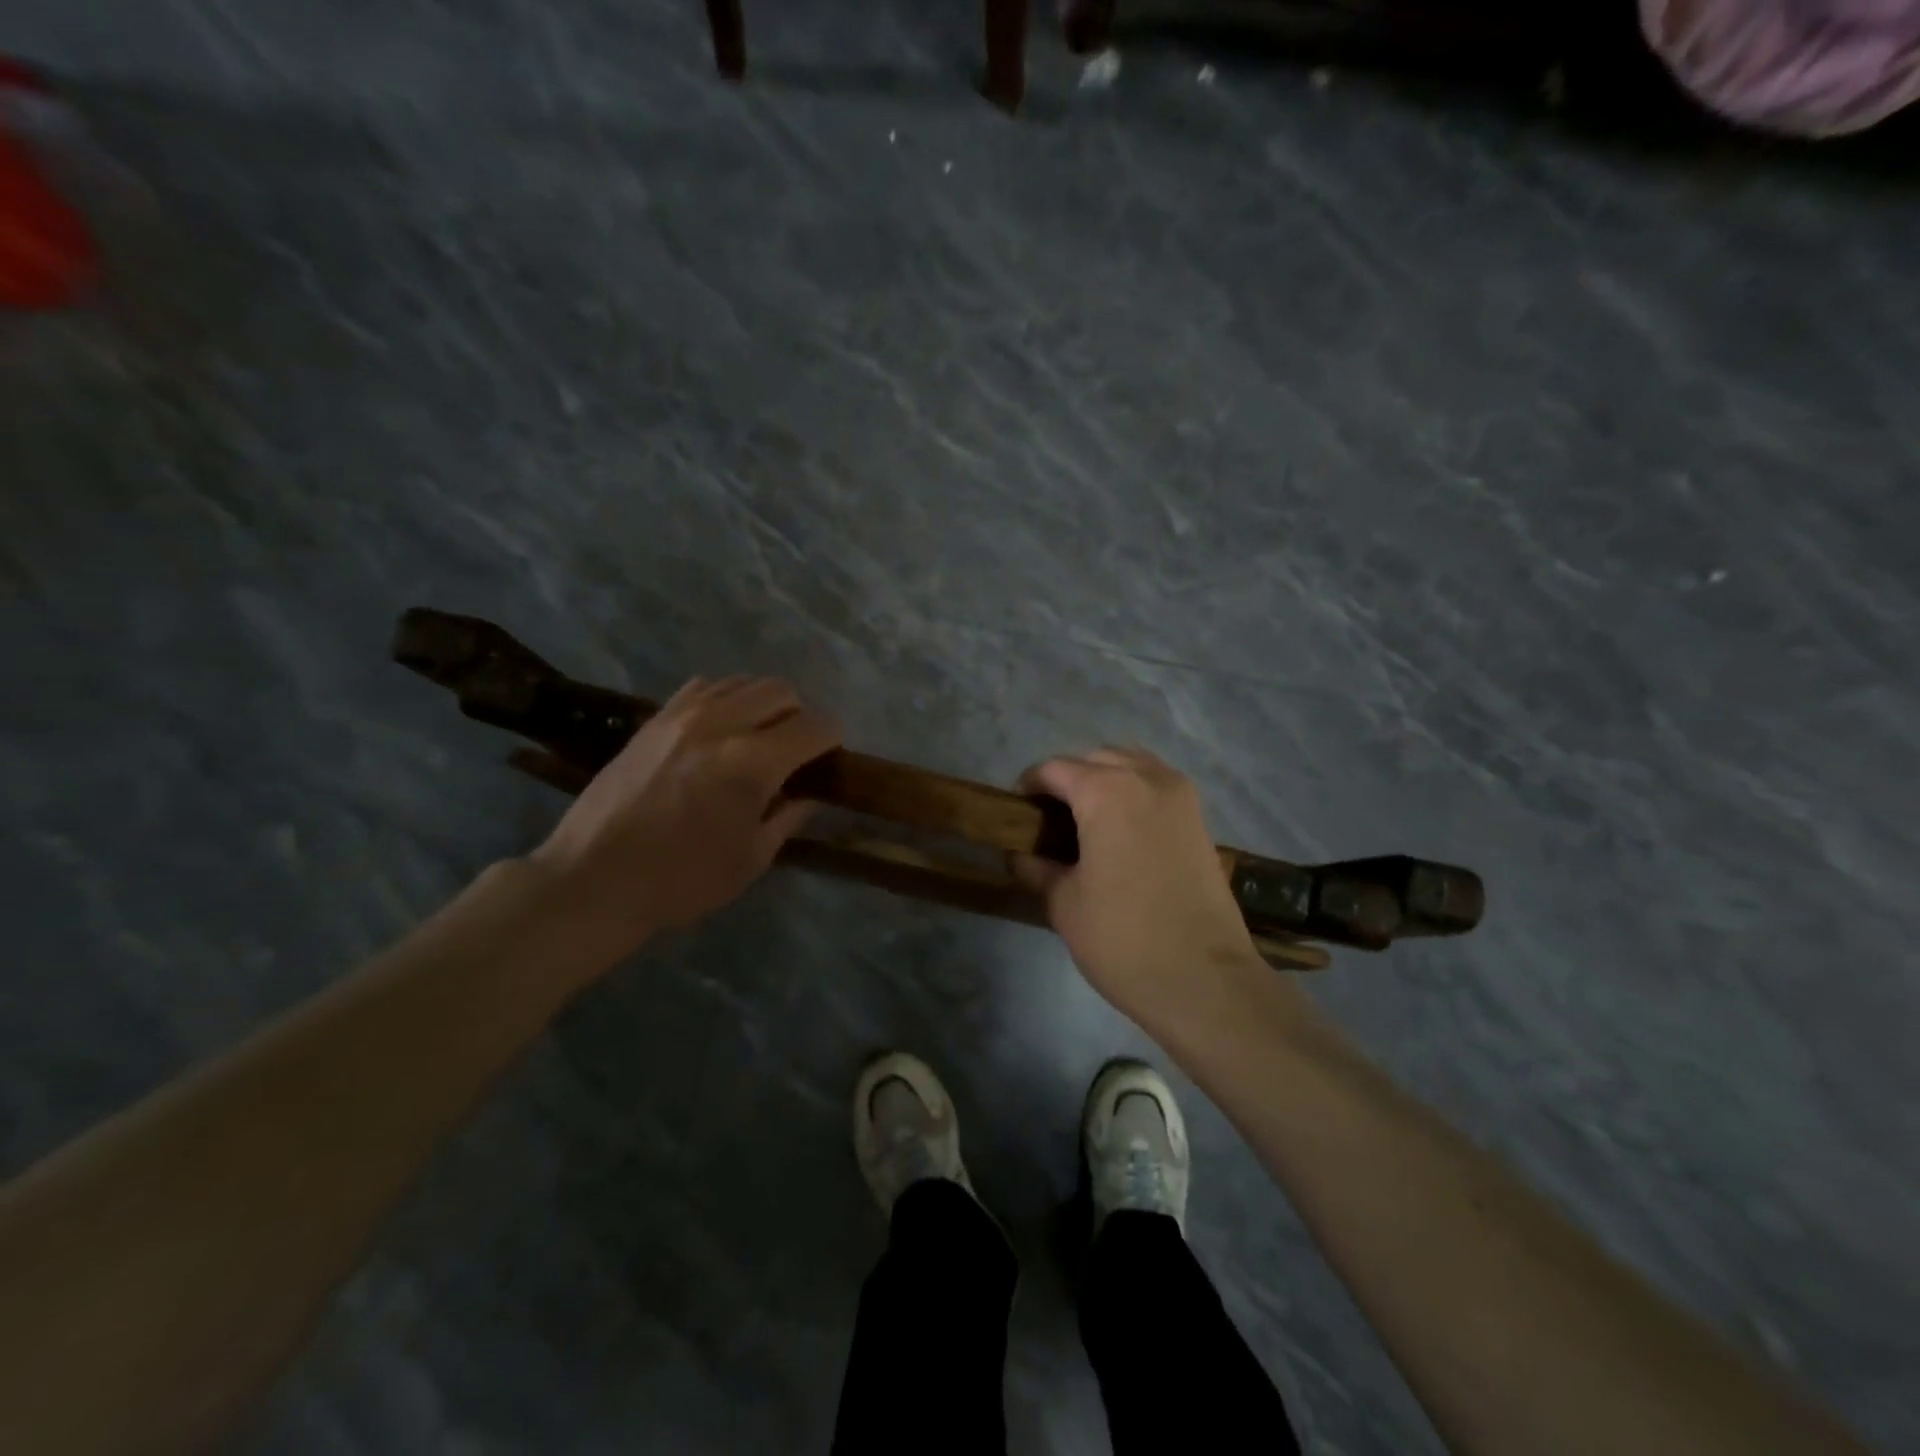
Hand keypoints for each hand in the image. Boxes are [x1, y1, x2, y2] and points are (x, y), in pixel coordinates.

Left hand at [529, 676, 837, 961]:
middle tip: (794, 750)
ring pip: (744, 682)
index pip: (815, 726)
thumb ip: (788, 816)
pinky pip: (706, 686)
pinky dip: (726, 699)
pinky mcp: (655, 718)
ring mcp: (683, 715)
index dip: (832, 738)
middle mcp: (721, 724)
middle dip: (800, 716)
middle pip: (782, 691)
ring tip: (758, 737)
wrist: (594, 878)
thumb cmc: (681, 880)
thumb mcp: (751, 859)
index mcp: (751, 763)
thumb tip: (808, 793)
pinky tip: (720, 729)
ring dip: (763, 704)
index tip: (831, 756)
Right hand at [1013, 748, 1263, 1030]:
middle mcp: (1146, 779)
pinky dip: (1134, 793)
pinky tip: (1121, 832)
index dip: (1029, 787)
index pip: (1054, 769)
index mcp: (1106, 792)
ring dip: (1104, 780)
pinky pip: (1157, 785)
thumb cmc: (1123, 939)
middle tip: (1049, 821)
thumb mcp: (1064, 904)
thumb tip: (1019, 855)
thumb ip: (1036, 868)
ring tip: (1086, 822)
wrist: (1205, 979)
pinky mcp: (1199, 818)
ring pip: (1131, 765)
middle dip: (1068, 780)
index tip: (1017, 813)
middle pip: (1095, 759)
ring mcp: (1180, 796)